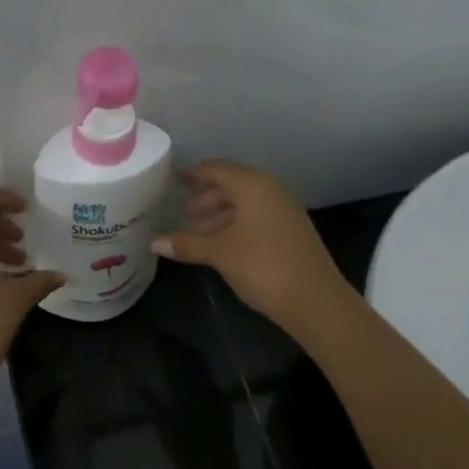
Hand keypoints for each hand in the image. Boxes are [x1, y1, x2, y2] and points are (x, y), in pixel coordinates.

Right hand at [149, 160, 352, 330]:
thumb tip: (154, 242)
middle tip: (180, 215)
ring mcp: (284, 211)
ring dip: (217, 215)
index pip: (216, 169)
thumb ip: (186, 243)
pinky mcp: (290, 232)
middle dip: (204, 198)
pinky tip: (219, 245)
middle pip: (230, 185)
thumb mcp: (219, 253)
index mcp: (253, 185)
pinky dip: (234, 225)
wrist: (315, 300)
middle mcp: (270, 190)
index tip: (172, 180)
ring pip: (243, 204)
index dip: (192, 174)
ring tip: (194, 234)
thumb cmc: (262, 265)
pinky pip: (255, 218)